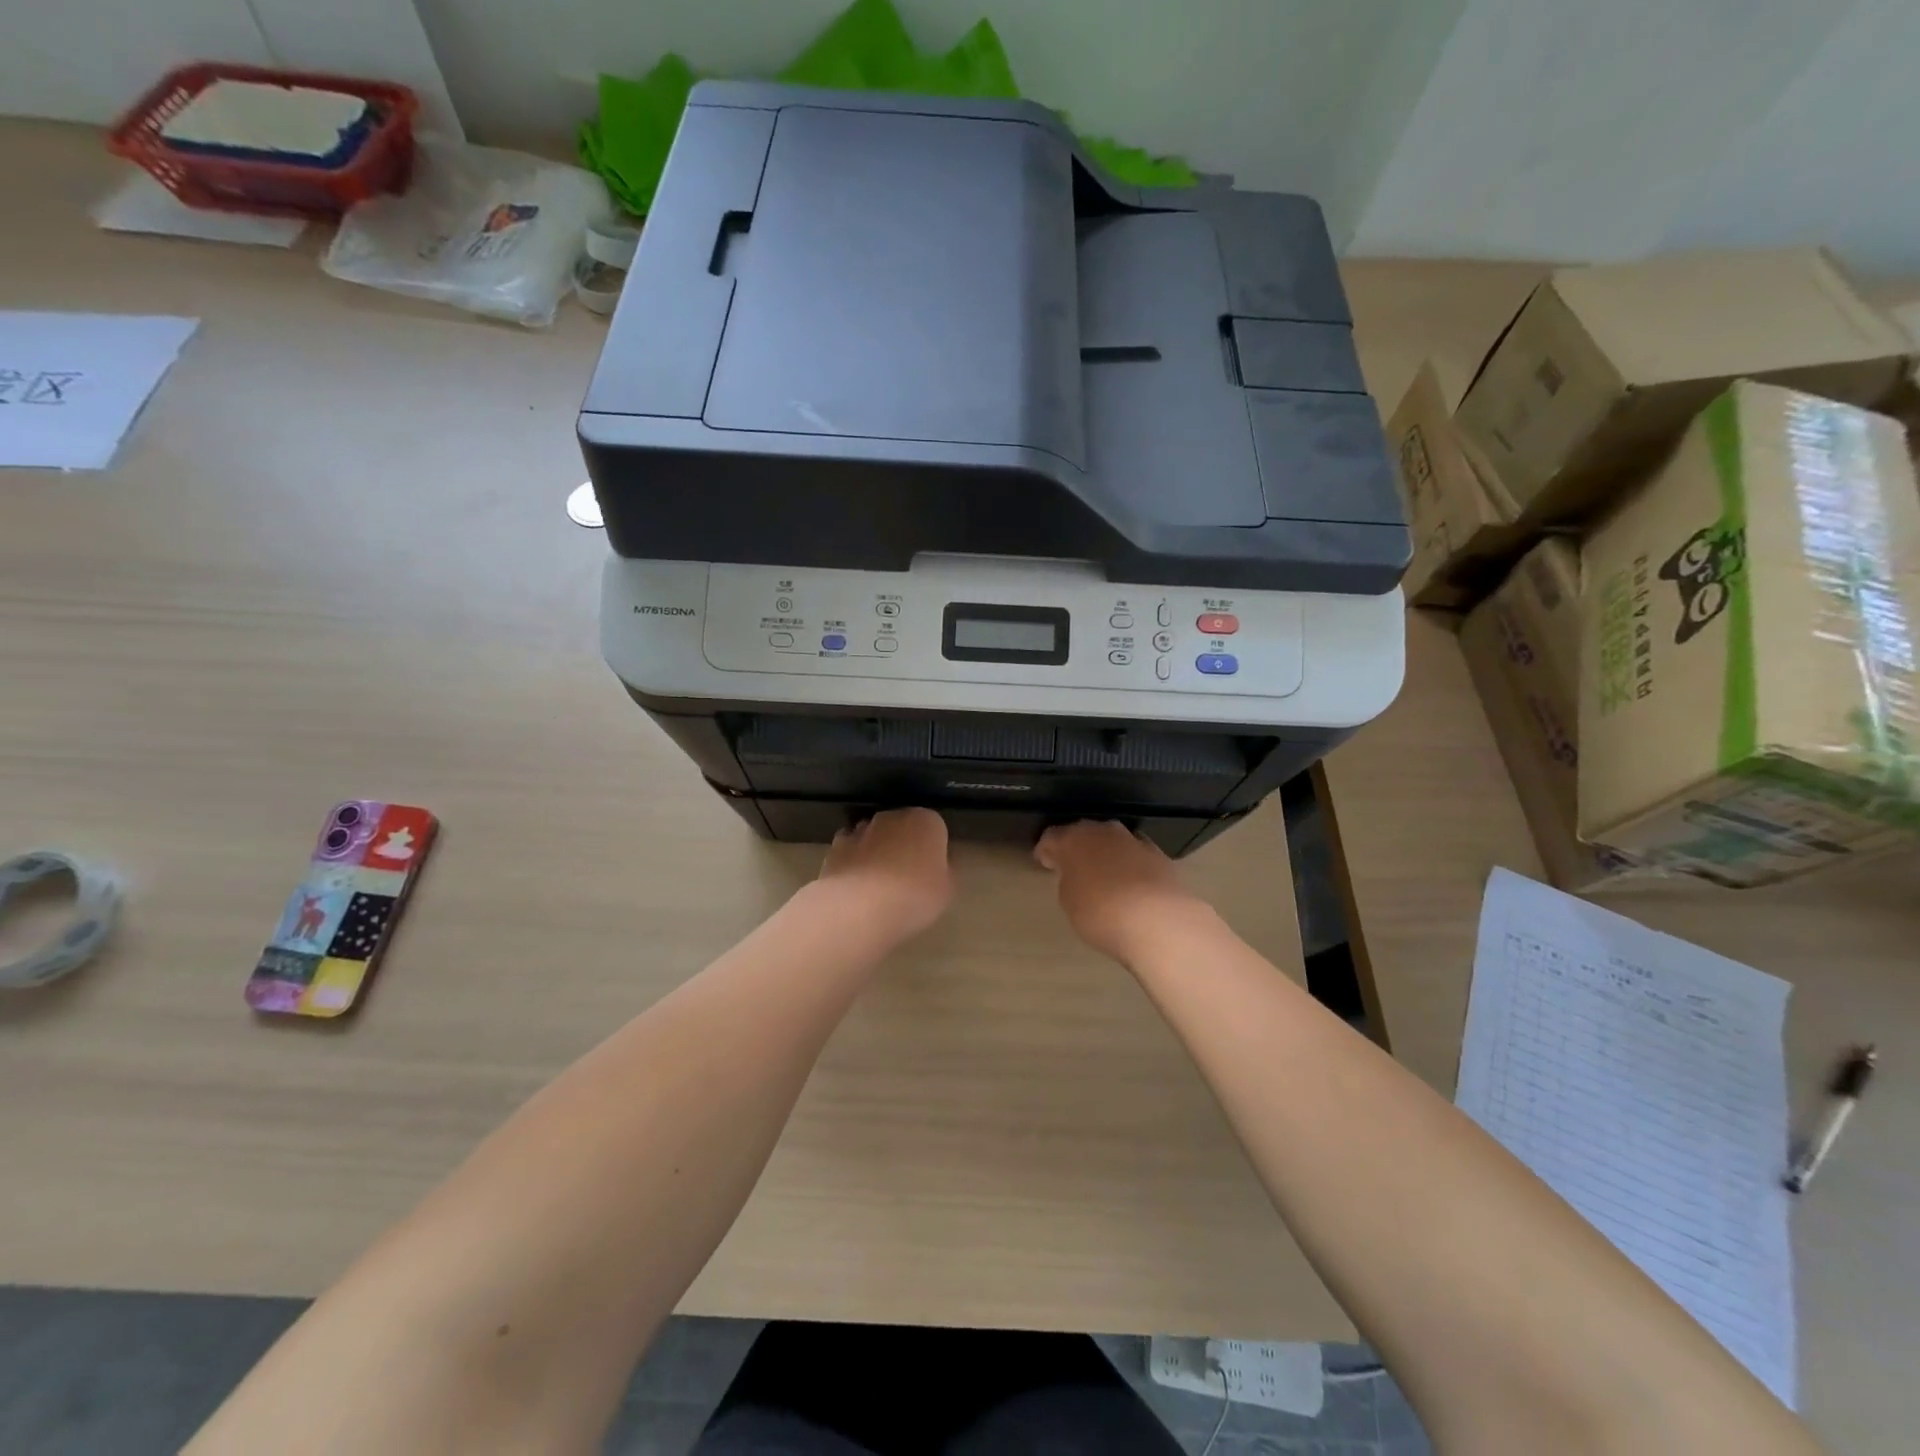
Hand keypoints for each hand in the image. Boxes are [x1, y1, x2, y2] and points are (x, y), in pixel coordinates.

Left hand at [814, 808, 954, 946]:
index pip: (935, 828)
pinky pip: (850, 851)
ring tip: (878, 885)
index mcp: (926, 821)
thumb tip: (938, 866)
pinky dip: (852, 862)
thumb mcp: (946, 890)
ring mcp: (861, 829)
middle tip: (906, 878)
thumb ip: (945, 871)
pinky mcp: (835, 846)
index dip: (933, 850)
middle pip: (902, 827)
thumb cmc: (914, 896)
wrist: (860, 907)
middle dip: (903, 845)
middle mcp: (893, 816)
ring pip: (873, 836)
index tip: (932, 872)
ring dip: (876, 851)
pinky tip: (855, 886)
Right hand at [1035, 820, 1211, 963]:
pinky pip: (1134, 854)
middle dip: (1076, 848)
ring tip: (1102, 875)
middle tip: (1071, 867)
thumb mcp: (1069, 901)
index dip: (1045, 850)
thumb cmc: (1100, 912)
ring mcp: (1132, 840)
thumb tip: (1076, 874)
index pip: (1051, 837)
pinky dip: (1129, 863)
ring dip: (1104, 853)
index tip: (1044, 863)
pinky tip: (1130, 882)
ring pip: (1111, 840)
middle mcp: (1102, 831)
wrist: (1156, 919)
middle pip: (1083, 833)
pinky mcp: (1157, 854)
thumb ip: (1069, 880)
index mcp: (1072, 839)